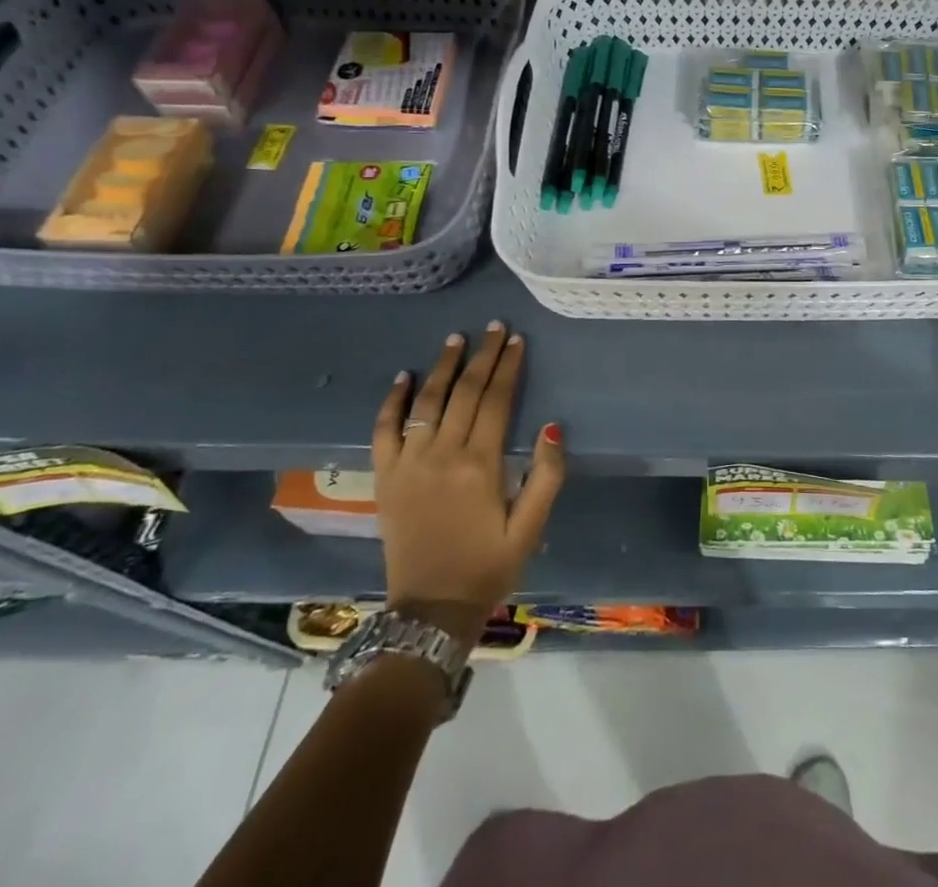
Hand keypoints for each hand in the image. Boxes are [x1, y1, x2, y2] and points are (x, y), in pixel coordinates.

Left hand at [370, 321, 564, 645]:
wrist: (429, 610)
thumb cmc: (487, 566)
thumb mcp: (530, 528)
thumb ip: (546, 476)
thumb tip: (553, 426)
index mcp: (480, 465)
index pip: (496, 400)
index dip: (508, 367)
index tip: (517, 340)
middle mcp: (442, 455)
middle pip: (464, 392)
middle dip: (482, 356)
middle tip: (494, 327)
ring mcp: (408, 464)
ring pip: (426, 402)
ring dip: (442, 366)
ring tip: (456, 339)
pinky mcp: (384, 477)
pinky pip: (384, 430)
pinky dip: (393, 401)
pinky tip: (403, 377)